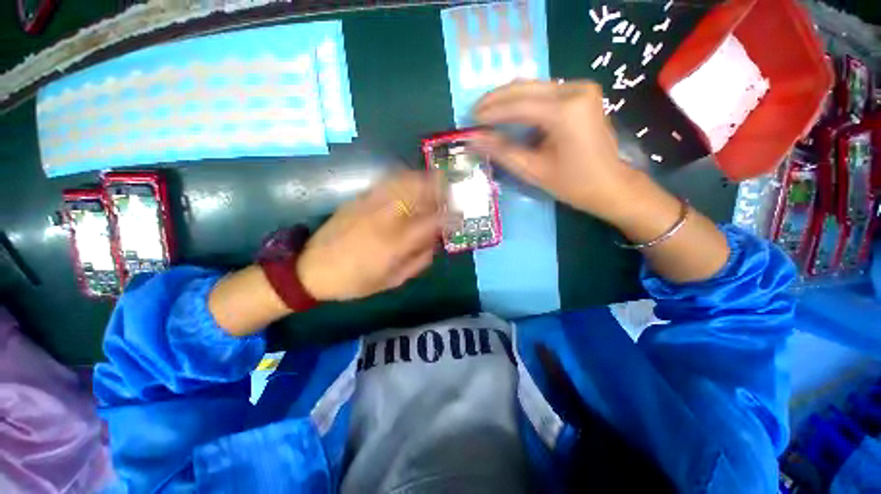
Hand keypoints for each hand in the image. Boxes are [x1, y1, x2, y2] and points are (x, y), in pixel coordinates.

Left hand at [296, 171, 443, 300]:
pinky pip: (388, 182)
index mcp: (396, 242)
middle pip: (420, 190)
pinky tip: (411, 185)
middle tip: (450, 193)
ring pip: (405, 180)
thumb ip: (418, 261)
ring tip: (435, 185)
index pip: (433, 221)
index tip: (461, 216)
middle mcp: (386, 217)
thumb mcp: (392, 281)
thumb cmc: (355, 281)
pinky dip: (406, 179)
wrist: (311, 268)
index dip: (451, 216)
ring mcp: (371, 204)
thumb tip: (435, 243)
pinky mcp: (360, 199)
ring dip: (424, 180)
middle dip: (440, 188)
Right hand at [472, 80, 634, 222]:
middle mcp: (575, 90)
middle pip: (525, 88)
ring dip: (508, 99)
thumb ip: (502, 151)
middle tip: (475, 113)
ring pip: (534, 87)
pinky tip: (510, 112)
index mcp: (565, 111)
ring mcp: (581, 88)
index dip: (491, 111)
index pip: (518, 105)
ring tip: (487, 114)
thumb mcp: (533, 170)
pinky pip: (544, 92)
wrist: (611, 184)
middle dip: (496, 99)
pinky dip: (524, 101)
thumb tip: (473, 140)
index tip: (470, 119)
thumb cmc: (573, 183)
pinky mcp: (582, 93)